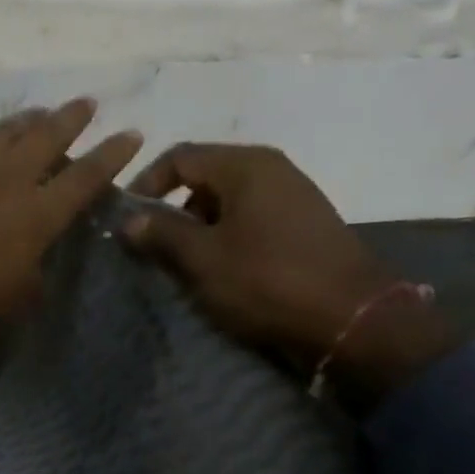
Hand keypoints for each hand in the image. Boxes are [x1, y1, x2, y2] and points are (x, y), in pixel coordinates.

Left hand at [0, 99, 143, 359]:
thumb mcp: (9, 307)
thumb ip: (32, 274)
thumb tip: (37, 256)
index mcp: (32, 219)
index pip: (83, 178)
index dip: (111, 155)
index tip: (132, 134)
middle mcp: (2, 184)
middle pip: (44, 138)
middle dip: (70, 118)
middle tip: (86, 104)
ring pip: (0, 134)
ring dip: (24, 122)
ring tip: (37, 115)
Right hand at [121, 143, 456, 401]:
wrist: (348, 316)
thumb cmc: (266, 280)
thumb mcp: (203, 258)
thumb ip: (162, 234)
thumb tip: (128, 219)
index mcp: (245, 165)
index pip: (180, 157)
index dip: (145, 185)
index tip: (126, 221)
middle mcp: (271, 169)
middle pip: (204, 177)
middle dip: (172, 211)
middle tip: (152, 249)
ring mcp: (291, 196)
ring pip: (227, 202)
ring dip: (197, 229)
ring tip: (182, 266)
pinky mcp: (302, 225)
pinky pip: (249, 221)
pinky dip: (225, 239)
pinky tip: (219, 272)